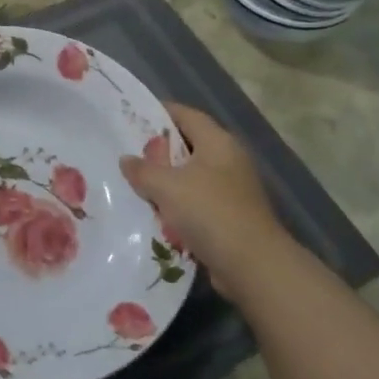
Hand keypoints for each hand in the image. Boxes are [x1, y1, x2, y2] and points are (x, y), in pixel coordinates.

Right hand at [119, 104, 291, 303]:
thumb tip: (126, 159)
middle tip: (129, 155)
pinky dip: (179, 206)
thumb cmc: (209, 212)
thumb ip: (143, 171)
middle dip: (160, 151)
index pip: (187, 115)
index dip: (160, 113)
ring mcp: (233, 189)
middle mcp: (229, 160)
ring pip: (192, 177)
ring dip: (168, 182)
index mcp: (218, 142)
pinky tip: (157, 215)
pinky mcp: (232, 216)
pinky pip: (198, 202)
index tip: (133, 117)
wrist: (252, 264)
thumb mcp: (167, 187)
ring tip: (136, 186)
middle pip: (189, 145)